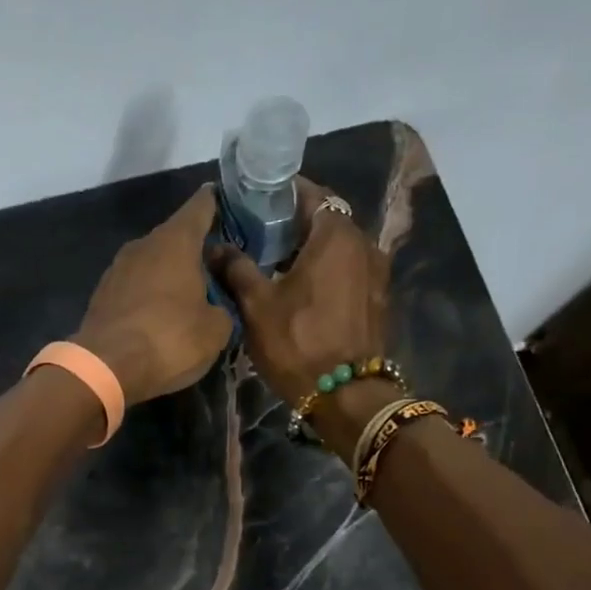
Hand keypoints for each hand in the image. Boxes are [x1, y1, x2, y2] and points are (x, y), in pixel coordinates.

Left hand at [76, 186, 234, 405]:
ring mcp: (117, 269)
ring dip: (172, 273)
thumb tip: (213, 305)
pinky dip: (151, 294)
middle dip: (197, 249)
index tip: (229, 202)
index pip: (201, 207)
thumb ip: (223, 306)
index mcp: (175, 241)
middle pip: (176, 237)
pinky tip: (162, 314)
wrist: (105, 367)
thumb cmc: (169, 339)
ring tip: (192, 294)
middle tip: (219, 267)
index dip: (217, 203)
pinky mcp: (102, 295)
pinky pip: (136, 285)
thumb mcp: (216, 329)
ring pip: (154, 262)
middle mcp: (143, 244)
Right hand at [208, 178, 395, 447]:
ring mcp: (375, 271)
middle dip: (293, 222)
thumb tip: (215, 246)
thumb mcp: (257, 305)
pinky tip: (300, 286)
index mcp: (335, 235)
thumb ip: (236, 268)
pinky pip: (347, 268)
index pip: (310, 194)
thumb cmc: (298, 342)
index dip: (281, 194)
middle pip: (326, 219)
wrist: (346, 395)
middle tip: (258, 232)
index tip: (254, 201)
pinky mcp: (376, 297)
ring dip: (309, 247)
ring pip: (337, 245)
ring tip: (274, 260)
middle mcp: (363, 243)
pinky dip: (325, 268)